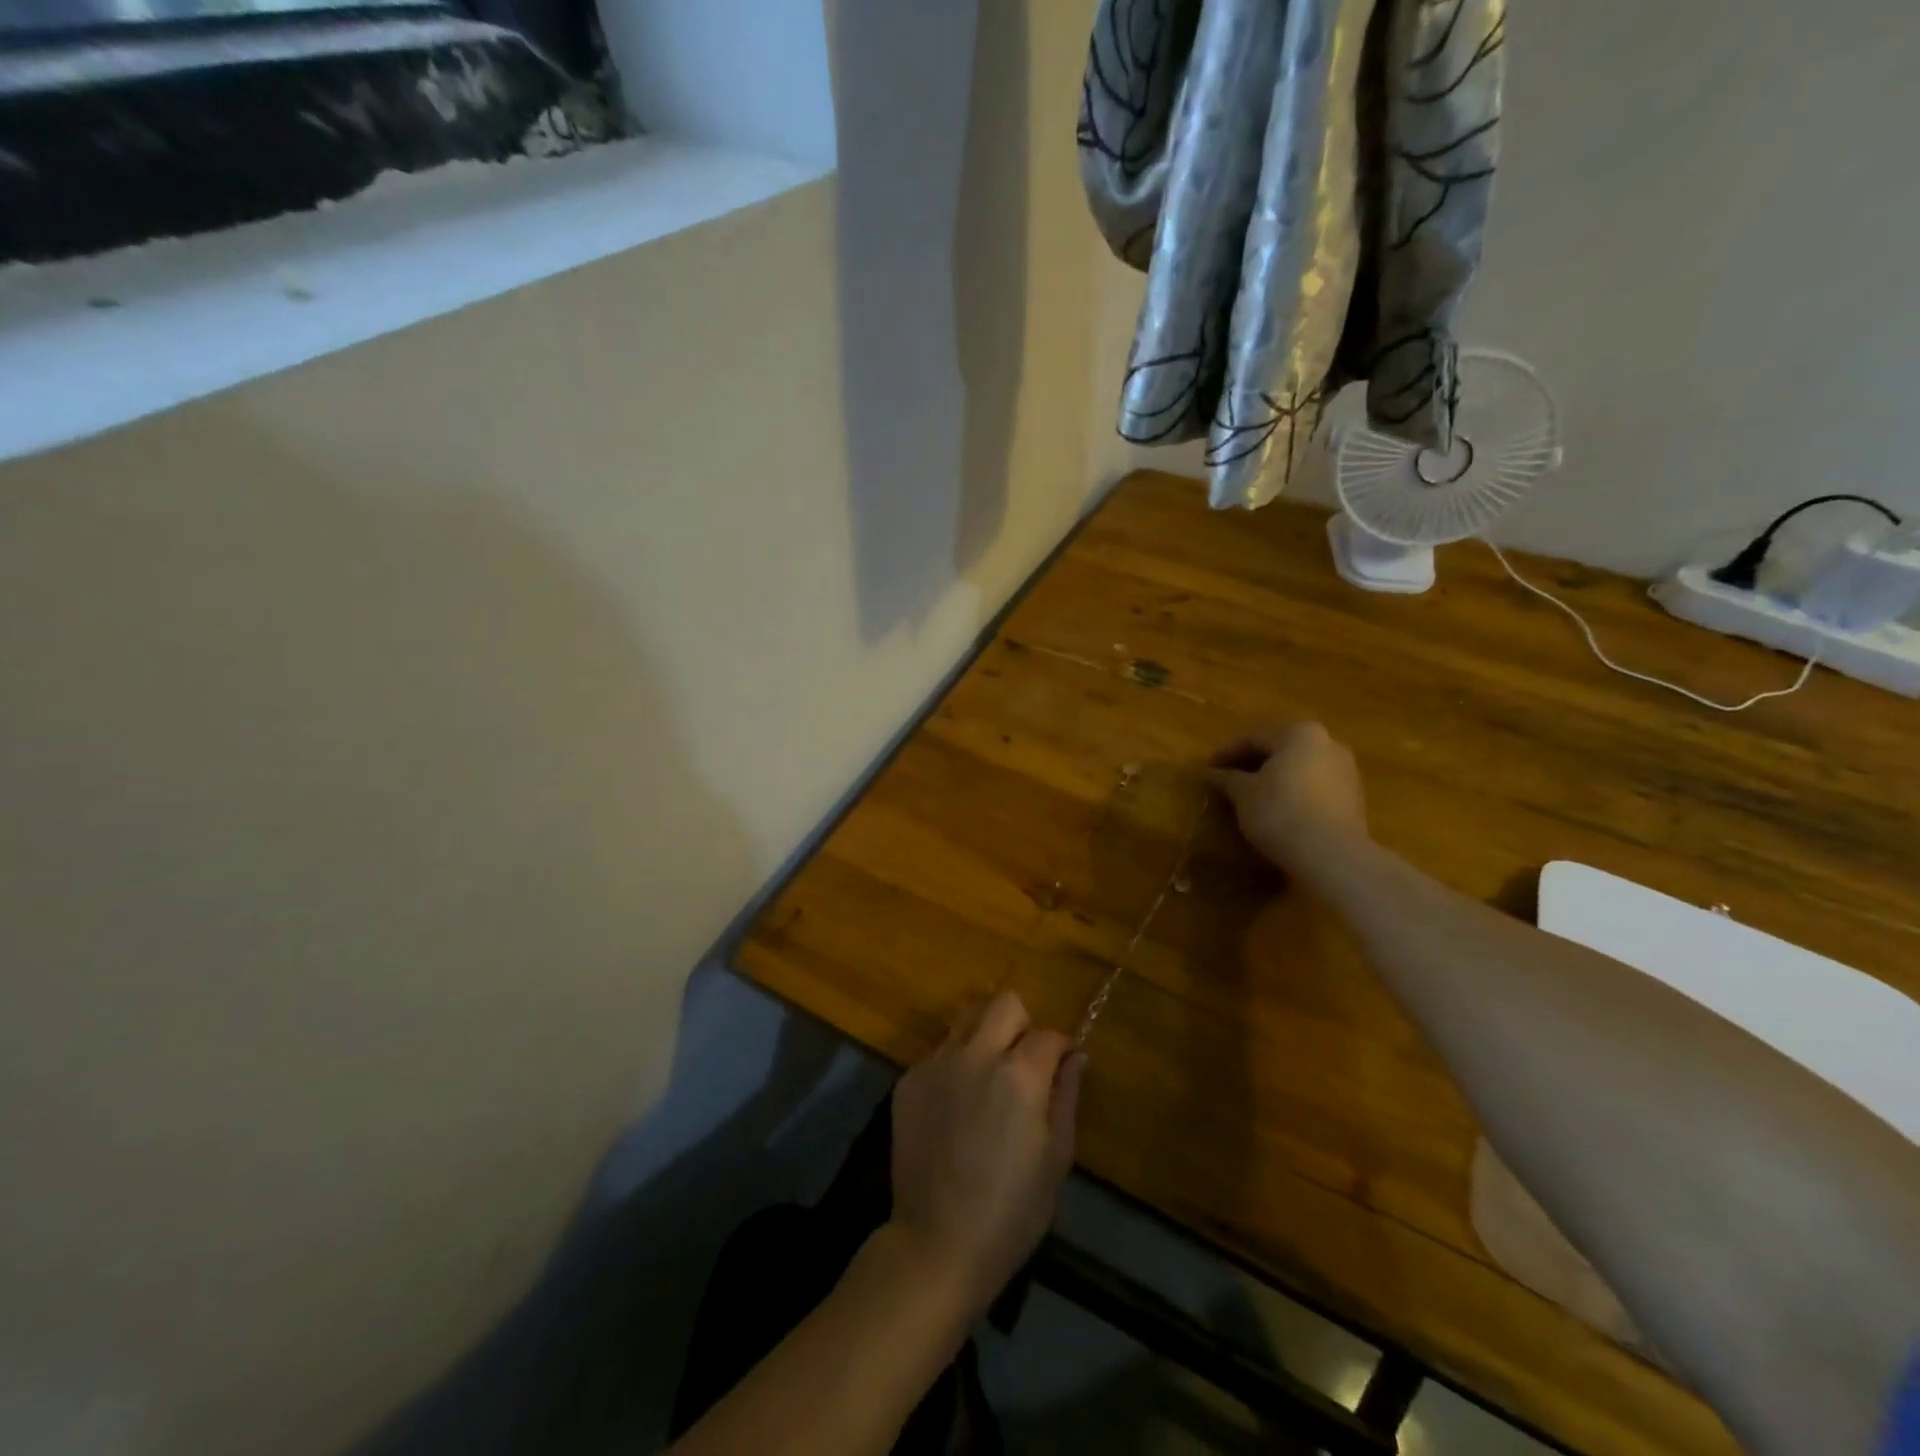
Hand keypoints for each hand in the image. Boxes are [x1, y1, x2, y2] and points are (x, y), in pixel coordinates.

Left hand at [887, 992, 1083, 1314]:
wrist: (937, 1244)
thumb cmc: (1011, 1211)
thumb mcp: (1057, 1158)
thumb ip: (1066, 1096)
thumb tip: (1076, 1055)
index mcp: (1019, 1075)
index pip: (1048, 1034)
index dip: (1061, 1047)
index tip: (1062, 1065)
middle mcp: (975, 1055)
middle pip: (1004, 1003)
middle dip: (1022, 1024)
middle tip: (1024, 1062)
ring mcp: (936, 1064)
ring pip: (966, 1019)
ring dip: (985, 1035)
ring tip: (988, 1076)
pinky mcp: (908, 1080)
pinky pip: (939, 1051)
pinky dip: (955, 1064)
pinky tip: (957, 1106)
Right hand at [1206, 721, 1369, 873]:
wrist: (1331, 854)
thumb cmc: (1279, 811)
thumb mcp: (1243, 793)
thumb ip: (1227, 778)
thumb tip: (1213, 773)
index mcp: (1299, 733)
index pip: (1253, 739)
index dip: (1226, 754)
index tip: (1208, 769)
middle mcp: (1328, 743)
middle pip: (1281, 750)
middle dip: (1253, 764)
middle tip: (1228, 780)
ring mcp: (1347, 771)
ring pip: (1300, 769)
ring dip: (1275, 779)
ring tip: (1252, 797)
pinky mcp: (1354, 798)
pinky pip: (1315, 788)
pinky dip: (1294, 793)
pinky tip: (1279, 810)